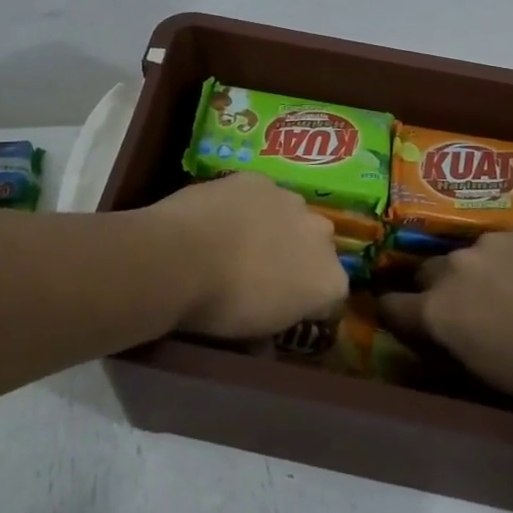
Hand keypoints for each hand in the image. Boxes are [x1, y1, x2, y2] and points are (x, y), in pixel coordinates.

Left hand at [138, 173, 347, 339]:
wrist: (182, 256)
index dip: (307, 301)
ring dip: (275, 225)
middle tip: (262, 271)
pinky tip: (221, 215)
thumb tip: (266, 332)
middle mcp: (321, 235)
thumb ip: (274, 325)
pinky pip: (261, 193)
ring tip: (239, 238)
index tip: (283, 306)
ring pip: (291, 214)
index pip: (331, 294)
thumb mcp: (254, 334)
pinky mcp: (259, 179)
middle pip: (317, 247)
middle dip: (298, 256)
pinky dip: (247, 203)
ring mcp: (291, 200)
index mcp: (329, 281)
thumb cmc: (222, 307)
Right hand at [378, 232, 512, 417]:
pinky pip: (502, 244)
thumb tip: (441, 330)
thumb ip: (453, 341)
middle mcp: (454, 268)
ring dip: (476, 272)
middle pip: (426, 273)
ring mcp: (489, 243)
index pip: (391, 306)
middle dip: (436, 290)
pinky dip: (510, 260)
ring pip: (467, 255)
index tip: (405, 321)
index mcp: (438, 310)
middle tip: (465, 310)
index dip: (396, 315)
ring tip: (509, 292)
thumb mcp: (488, 372)